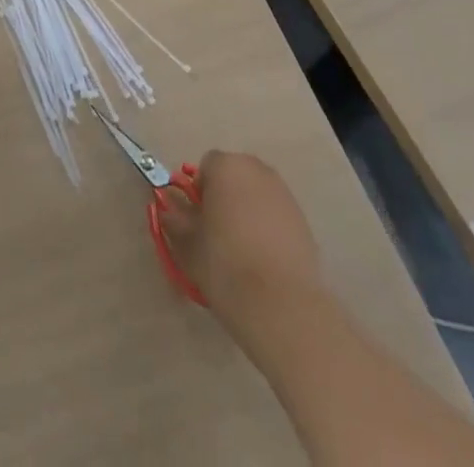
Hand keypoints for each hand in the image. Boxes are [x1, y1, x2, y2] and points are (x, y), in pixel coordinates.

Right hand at [157, 151, 321, 310]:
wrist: (283, 307)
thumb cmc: (226, 265)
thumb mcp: (188, 243)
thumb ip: (175, 217)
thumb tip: (169, 204)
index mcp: (226, 166)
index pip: (205, 167)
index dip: (198, 192)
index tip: (197, 221)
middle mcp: (257, 170)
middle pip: (233, 176)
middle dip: (224, 197)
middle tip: (216, 234)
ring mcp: (285, 195)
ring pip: (256, 195)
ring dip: (246, 211)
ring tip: (242, 250)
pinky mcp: (304, 222)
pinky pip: (276, 216)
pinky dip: (268, 229)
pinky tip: (264, 261)